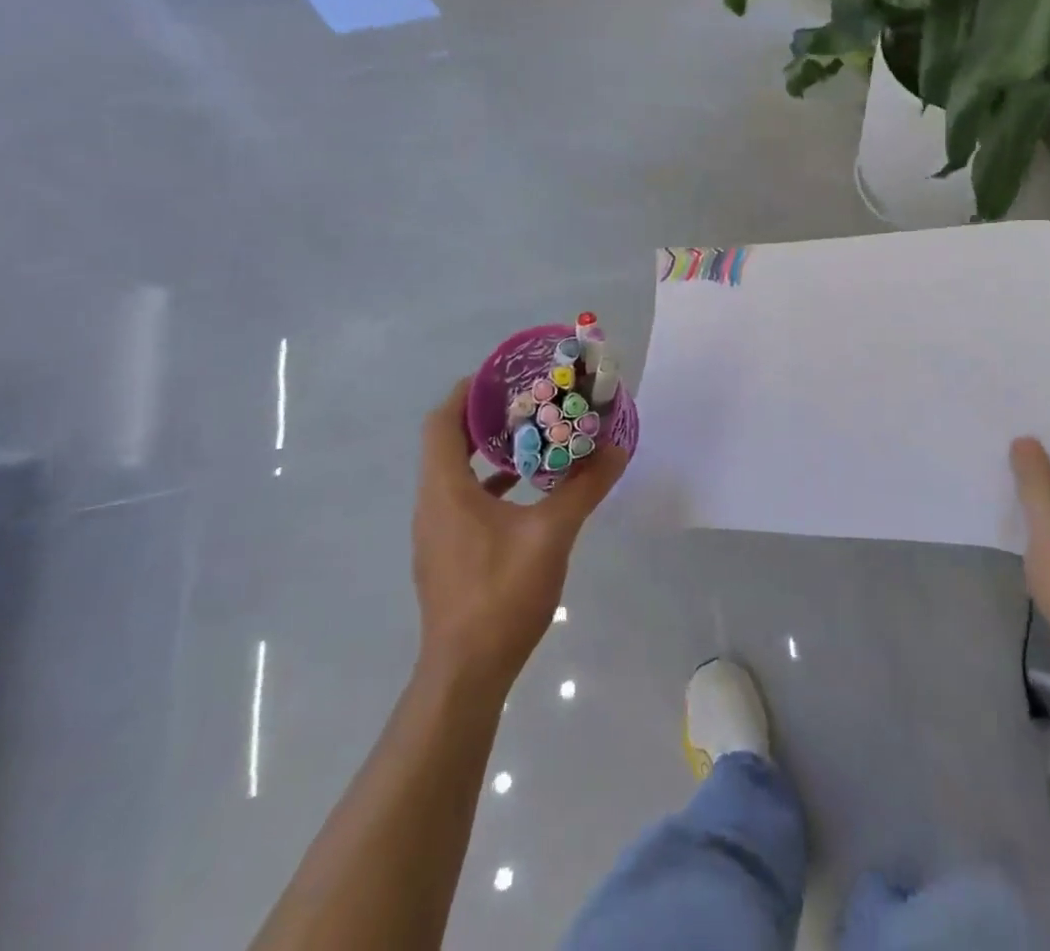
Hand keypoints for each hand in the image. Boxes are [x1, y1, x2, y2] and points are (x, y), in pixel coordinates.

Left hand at [412, 380, 626, 690]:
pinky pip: (465, 501)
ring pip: (456, 474)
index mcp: (445, 491)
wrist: (466, 674)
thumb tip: (616, 449)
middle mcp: (432, 505)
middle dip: (485, 418)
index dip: (466, 393)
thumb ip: (584, 488)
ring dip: (489, 452)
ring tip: (533, 437)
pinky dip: (492, 484)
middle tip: (528, 400)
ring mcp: (437, 534)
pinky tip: (529, 492)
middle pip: (448, 444)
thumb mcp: (552, 534)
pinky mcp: (448, 556)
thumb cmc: (501, 594)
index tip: (501, 374)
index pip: (441, 423)